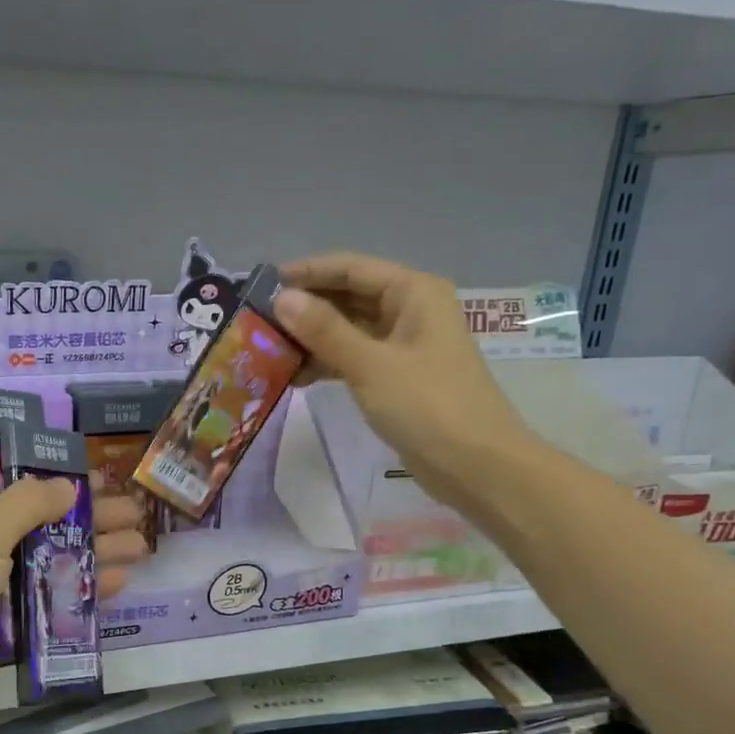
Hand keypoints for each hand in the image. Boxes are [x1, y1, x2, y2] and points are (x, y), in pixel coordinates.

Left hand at [0, 476, 149, 733]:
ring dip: (93, 553)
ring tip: (142, 547)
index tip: (101, 478)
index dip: (58, 477)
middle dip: (88, 517)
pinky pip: (46, 599)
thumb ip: (27, 506)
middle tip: (136, 514)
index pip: (14, 481)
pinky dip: (79, 590)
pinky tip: (118, 583)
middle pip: (41, 521)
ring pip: (49, 560)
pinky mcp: (1, 622)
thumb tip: (67, 484)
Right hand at [275, 254, 535, 509]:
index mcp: (413, 293)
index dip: (306, 273)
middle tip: (258, 321)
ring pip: (349, 330)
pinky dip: (328, 363)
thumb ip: (324, 330)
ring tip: (268, 351)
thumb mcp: (370, 364)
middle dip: (306, 307)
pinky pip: (355, 358)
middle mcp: (410, 310)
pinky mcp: (398, 378)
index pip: (350, 268)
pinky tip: (296, 376)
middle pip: (349, 296)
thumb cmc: (427, 406)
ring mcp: (405, 346)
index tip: (262, 285)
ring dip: (313, 338)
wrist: (475, 465)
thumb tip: (281, 298)